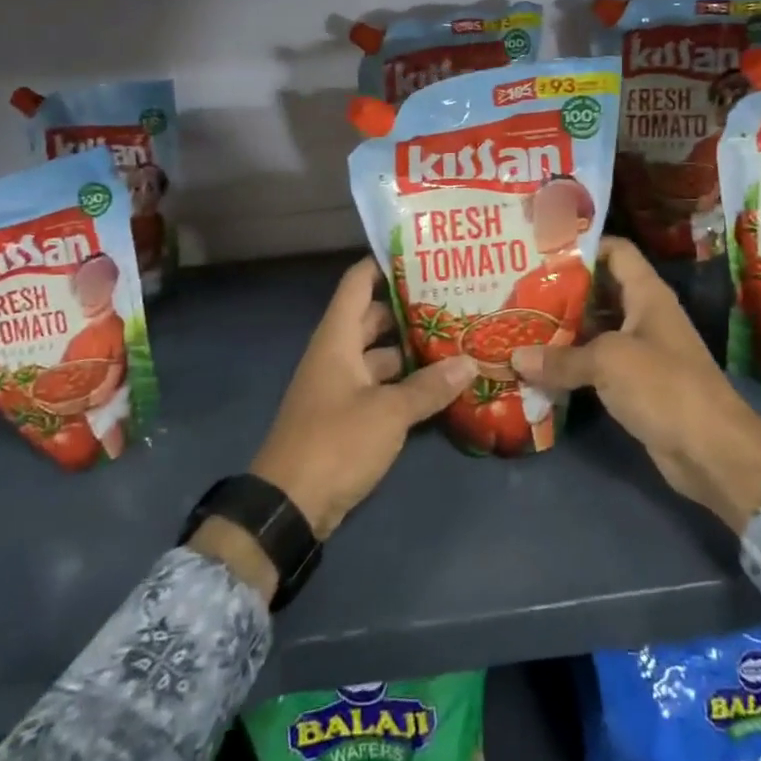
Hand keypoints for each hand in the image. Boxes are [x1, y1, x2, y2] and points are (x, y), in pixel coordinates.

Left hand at [247, 258, 475, 539]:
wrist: (289, 506)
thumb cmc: (335, 442)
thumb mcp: (388, 412)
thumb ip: (430, 387)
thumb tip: (470, 363)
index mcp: (337, 339)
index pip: (358, 283)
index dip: (385, 263)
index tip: (423, 255)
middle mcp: (337, 354)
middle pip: (374, 317)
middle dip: (410, 309)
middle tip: (454, 299)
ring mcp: (341, 386)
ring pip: (381, 355)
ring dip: (412, 350)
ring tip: (457, 338)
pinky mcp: (348, 416)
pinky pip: (381, 386)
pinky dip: (406, 383)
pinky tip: (441, 384)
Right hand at [511, 237, 760, 530]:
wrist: (712, 450)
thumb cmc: (664, 386)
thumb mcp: (608, 362)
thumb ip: (561, 358)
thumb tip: (515, 359)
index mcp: (646, 293)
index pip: (615, 251)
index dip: (582, 247)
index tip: (541, 252)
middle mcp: (645, 315)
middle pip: (600, 291)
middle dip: (562, 292)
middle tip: (519, 292)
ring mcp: (642, 351)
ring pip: (596, 330)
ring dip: (562, 331)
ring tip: (520, 326)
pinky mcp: (636, 384)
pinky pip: (598, 364)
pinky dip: (572, 364)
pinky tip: (539, 368)